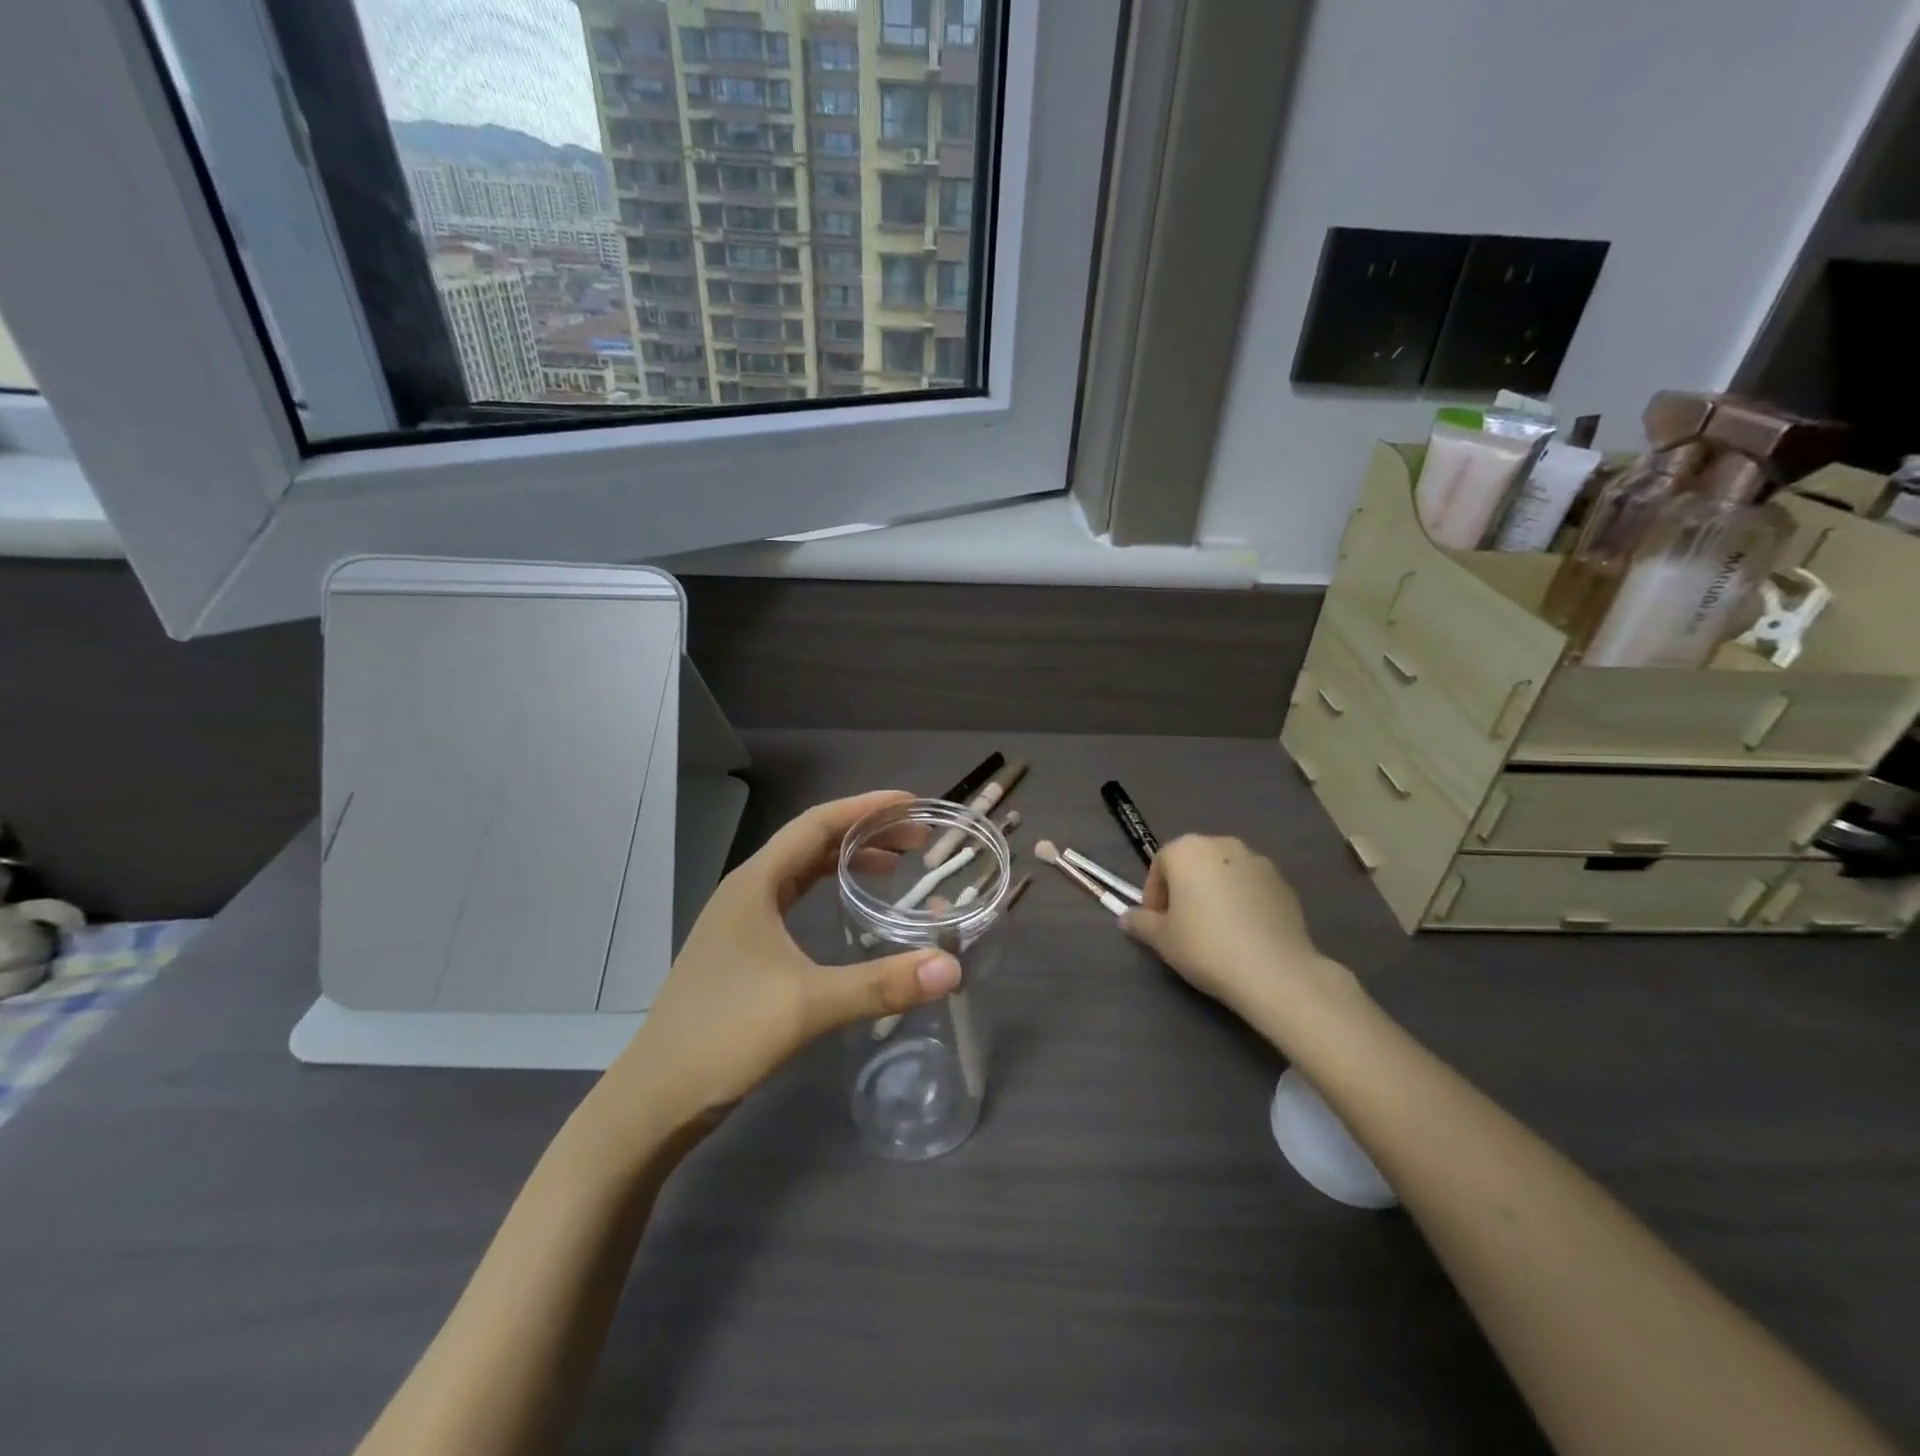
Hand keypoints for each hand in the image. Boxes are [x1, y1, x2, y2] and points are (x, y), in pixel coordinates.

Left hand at [604, 791, 962, 1129]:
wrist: (655, 1097)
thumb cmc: (724, 1036)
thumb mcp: (807, 1006)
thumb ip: (880, 985)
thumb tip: (951, 969)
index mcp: (755, 883)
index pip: (817, 824)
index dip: (866, 807)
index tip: (912, 804)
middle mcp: (746, 890)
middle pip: (811, 842)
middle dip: (864, 832)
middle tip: (916, 839)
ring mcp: (739, 919)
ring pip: (801, 870)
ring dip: (846, 860)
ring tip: (895, 865)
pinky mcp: (741, 948)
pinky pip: (792, 898)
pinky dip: (826, 890)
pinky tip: (847, 907)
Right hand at [1121, 835, 1354, 1034]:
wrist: (1274, 971)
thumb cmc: (1206, 946)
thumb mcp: (1162, 939)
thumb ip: (1140, 922)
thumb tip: (1126, 917)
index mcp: (1187, 850)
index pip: (1160, 865)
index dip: (1154, 895)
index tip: (1157, 923)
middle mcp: (1222, 845)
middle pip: (1193, 863)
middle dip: (1184, 889)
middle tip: (1183, 924)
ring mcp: (1257, 861)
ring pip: (1223, 873)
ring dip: (1214, 892)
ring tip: (1216, 929)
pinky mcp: (1283, 883)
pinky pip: (1251, 887)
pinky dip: (1242, 901)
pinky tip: (1243, 933)